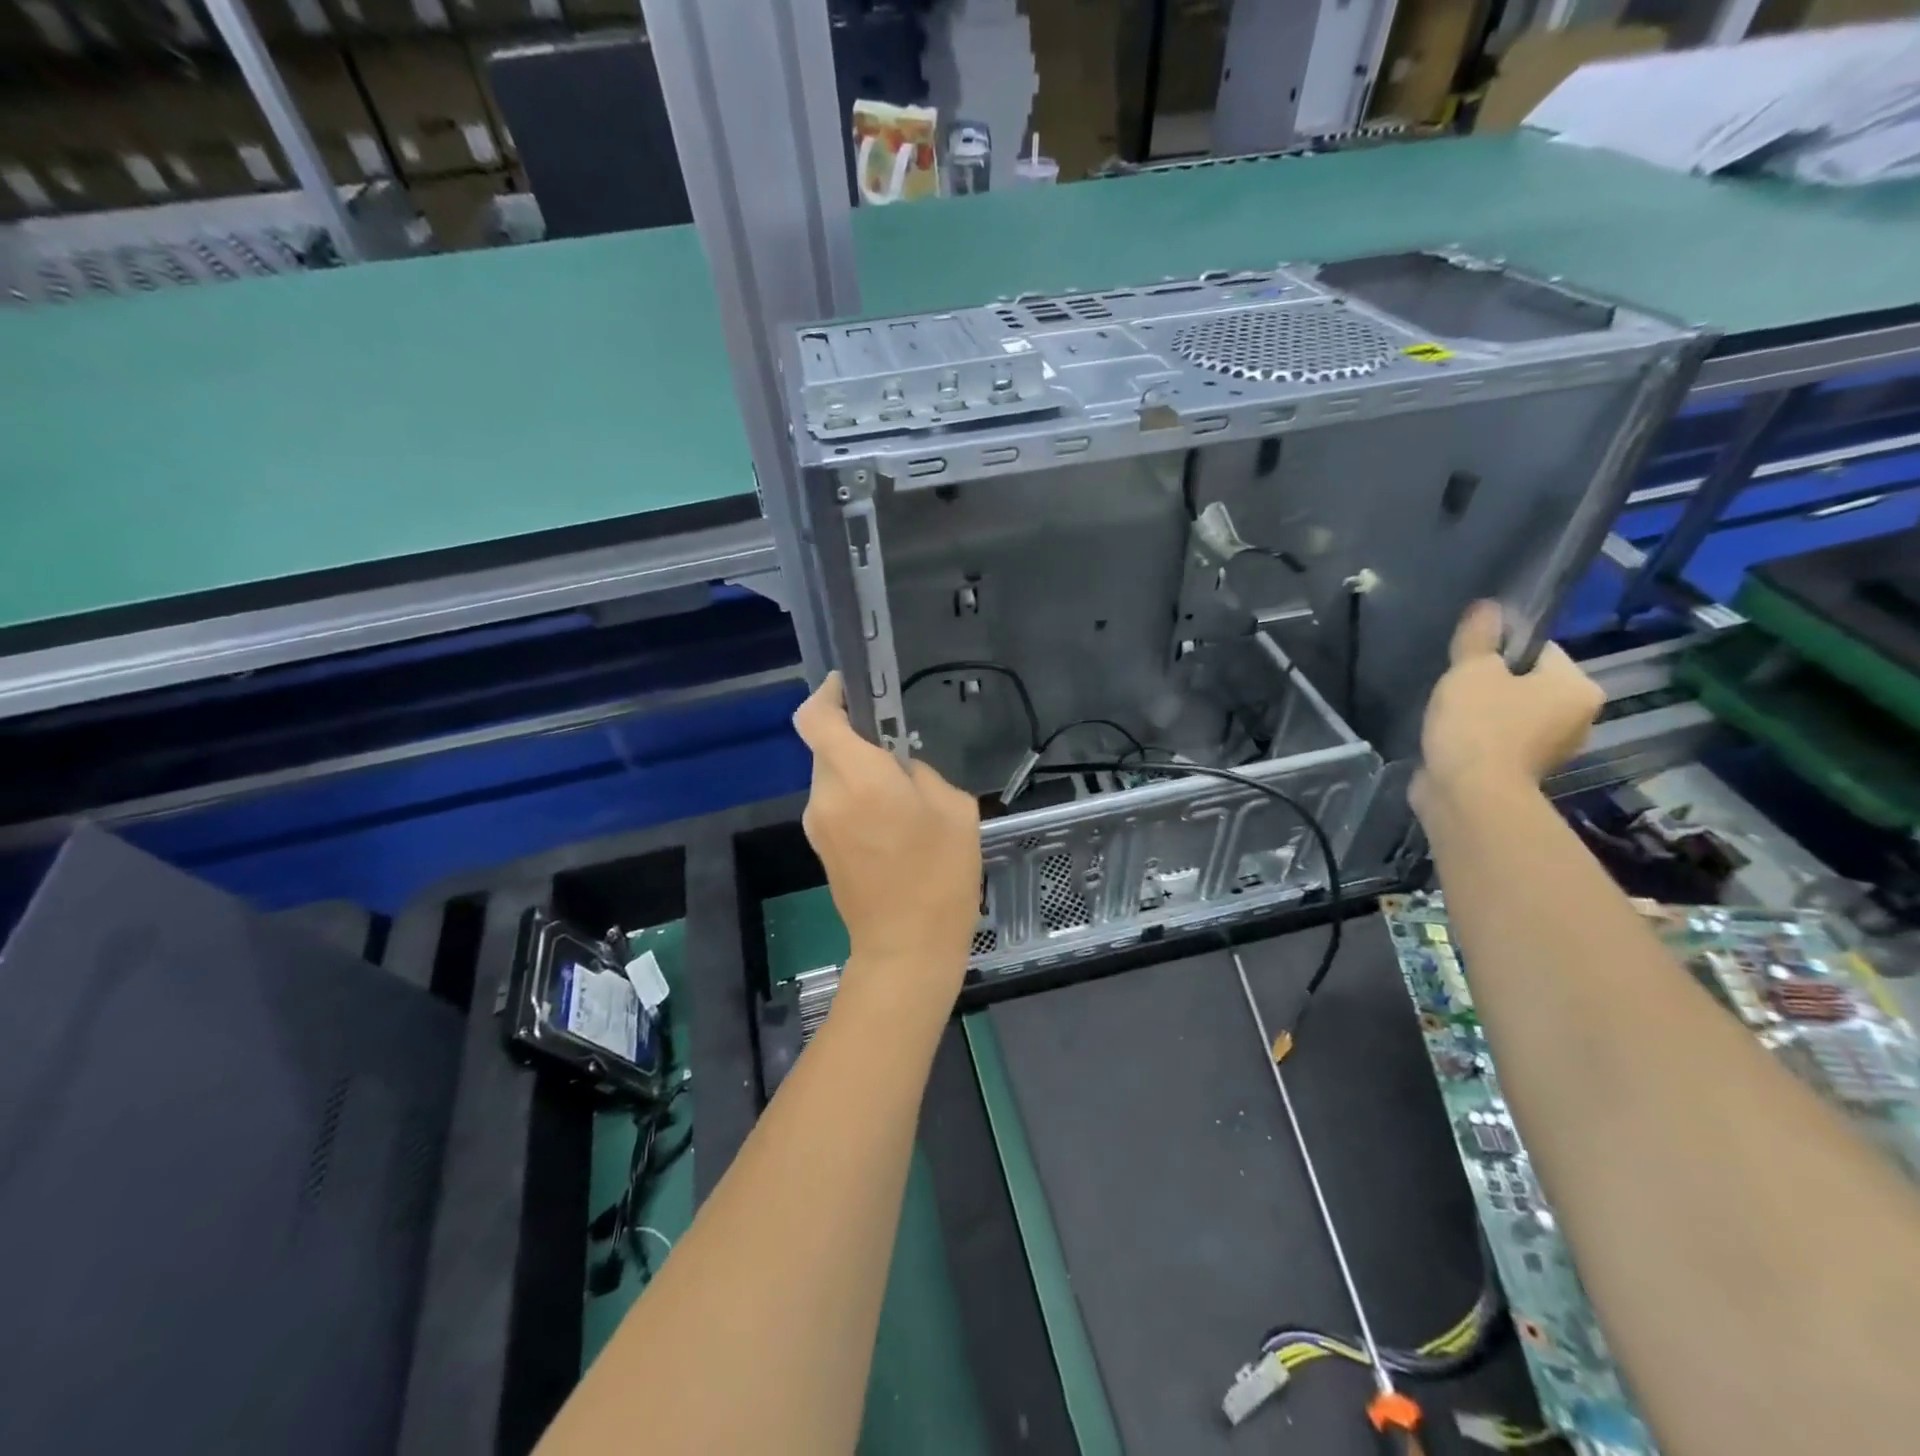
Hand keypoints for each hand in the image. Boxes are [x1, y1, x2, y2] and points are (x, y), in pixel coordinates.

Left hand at [792, 673, 981, 1007]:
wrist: (906, 948)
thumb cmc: (940, 875)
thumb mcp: (955, 809)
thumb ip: (921, 773)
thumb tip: (900, 770)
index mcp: (859, 777)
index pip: (816, 718)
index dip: (827, 694)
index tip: (849, 687)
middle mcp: (826, 794)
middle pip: (828, 747)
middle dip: (858, 743)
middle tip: (900, 759)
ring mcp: (817, 824)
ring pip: (833, 777)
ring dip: (860, 775)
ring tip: (903, 803)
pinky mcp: (820, 848)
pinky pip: (835, 805)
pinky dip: (857, 801)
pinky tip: (891, 829)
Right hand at [1412, 601, 1603, 819]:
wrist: (1468, 794)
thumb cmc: (1478, 724)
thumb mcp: (1471, 670)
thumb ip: (1478, 637)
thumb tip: (1487, 607)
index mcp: (1577, 687)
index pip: (1539, 650)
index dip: (1499, 651)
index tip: (1466, 663)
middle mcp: (1578, 718)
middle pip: (1527, 683)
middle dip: (1491, 685)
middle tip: (1454, 690)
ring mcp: (1552, 750)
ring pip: (1512, 714)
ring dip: (1483, 713)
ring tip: (1449, 718)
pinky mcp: (1523, 773)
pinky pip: (1500, 742)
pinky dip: (1479, 739)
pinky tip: (1452, 740)